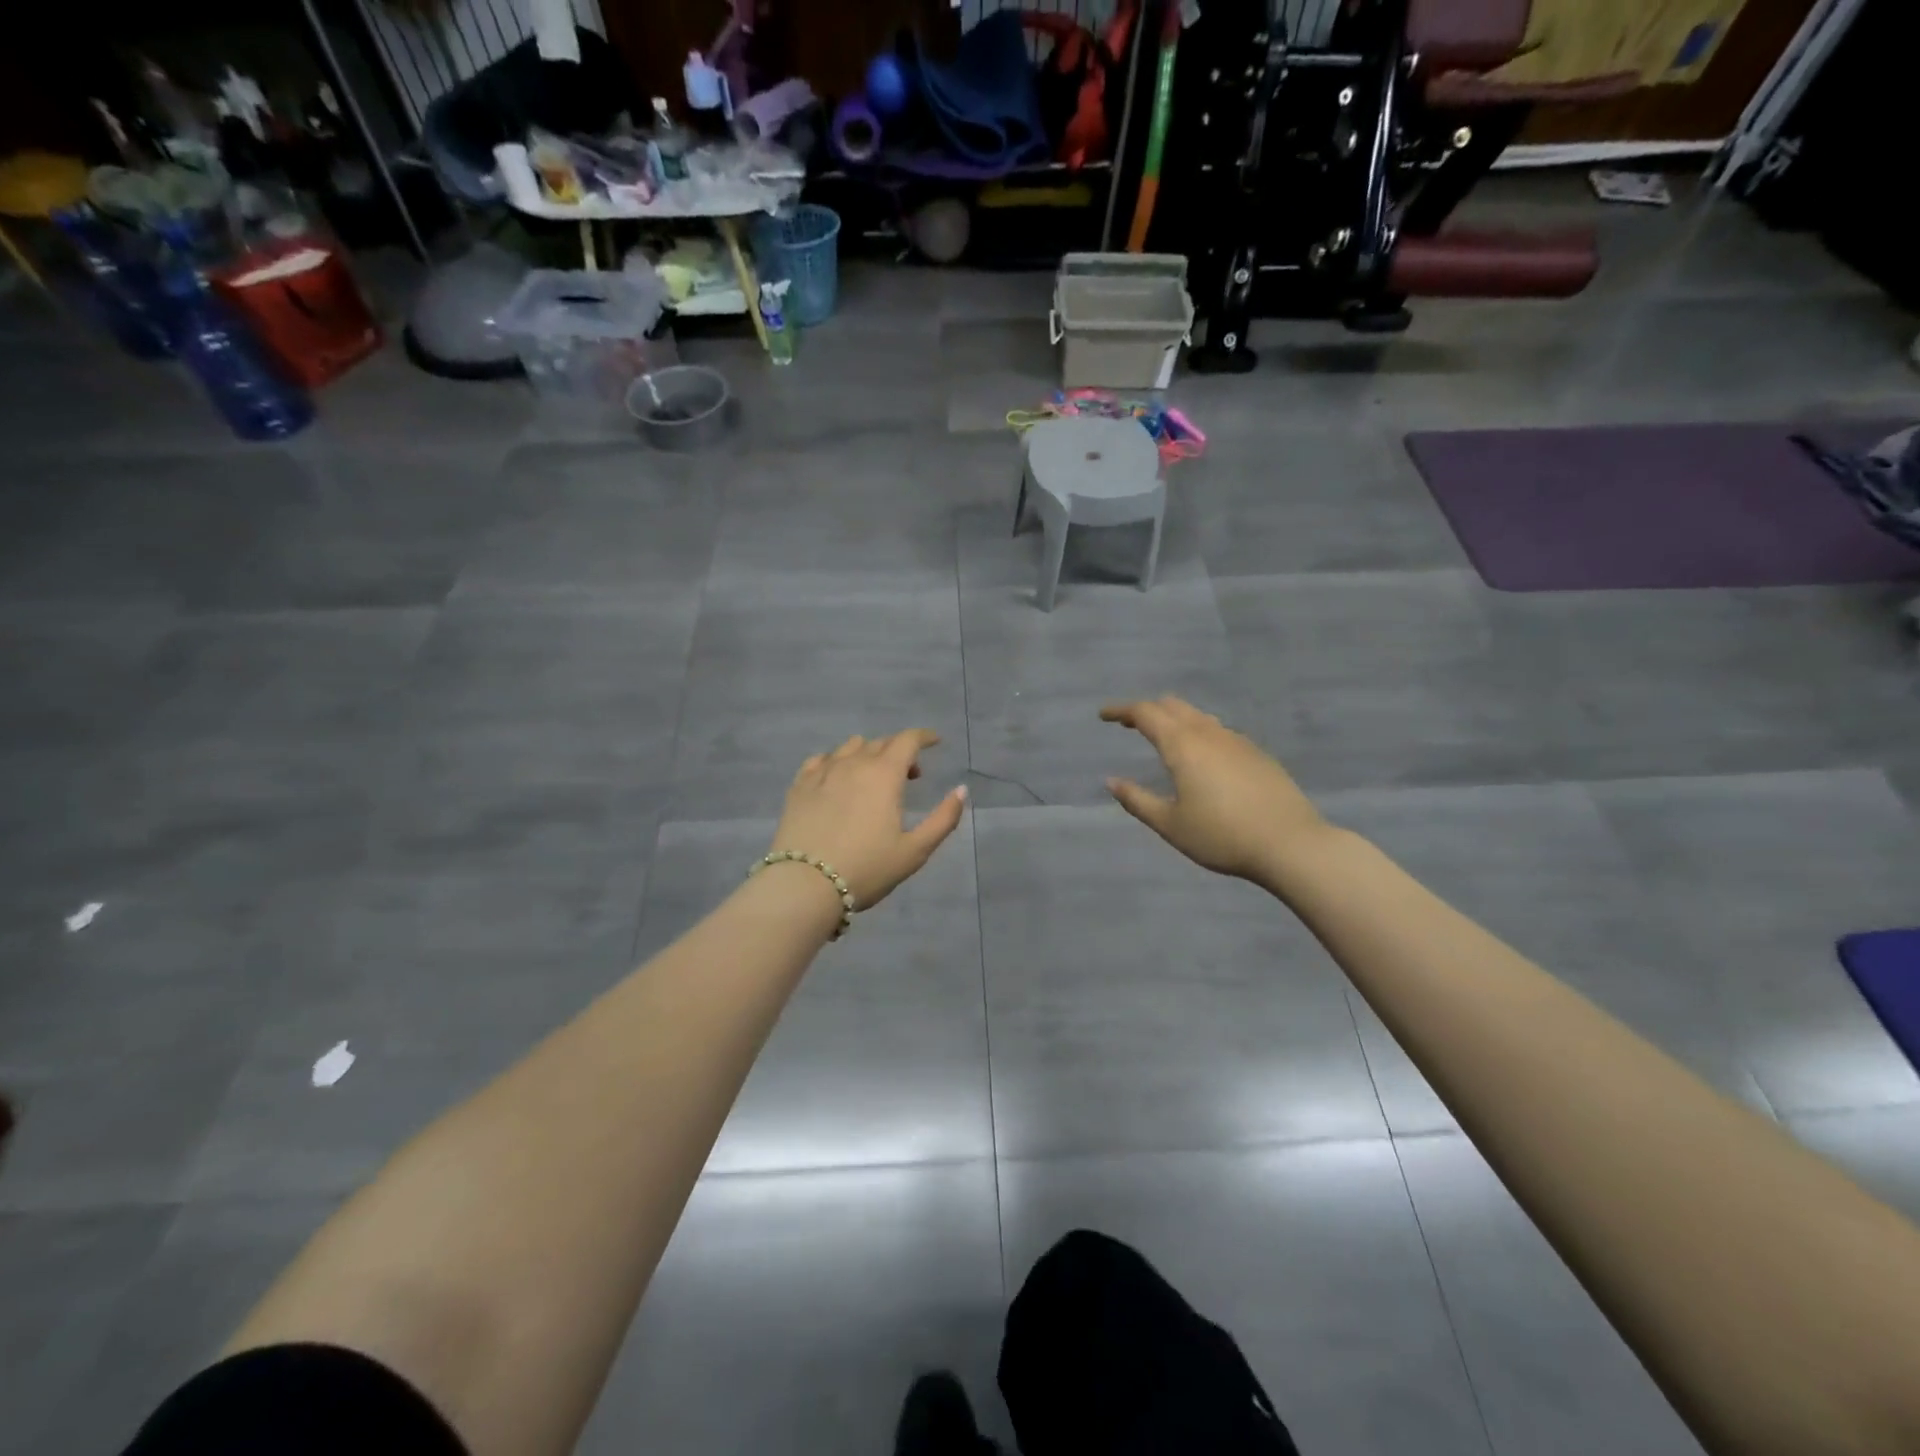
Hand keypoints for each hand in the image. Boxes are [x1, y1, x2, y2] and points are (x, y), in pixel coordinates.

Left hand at [771, 730, 967, 909]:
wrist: (805, 885)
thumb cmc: (867, 869)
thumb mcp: (915, 851)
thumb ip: (943, 819)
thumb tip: (961, 790)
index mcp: (884, 774)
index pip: (907, 740)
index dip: (924, 737)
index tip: (934, 742)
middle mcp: (853, 764)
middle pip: (880, 743)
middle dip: (899, 751)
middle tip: (909, 775)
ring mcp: (822, 773)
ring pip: (849, 747)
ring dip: (868, 754)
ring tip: (873, 776)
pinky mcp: (799, 786)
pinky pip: (820, 760)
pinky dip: (836, 762)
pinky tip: (837, 778)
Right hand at [1100, 697, 1330, 885]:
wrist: (1291, 844)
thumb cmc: (1222, 836)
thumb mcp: (1170, 825)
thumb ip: (1137, 800)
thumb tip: (1112, 781)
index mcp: (1182, 745)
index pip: (1145, 713)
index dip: (1121, 711)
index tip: (1103, 716)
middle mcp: (1208, 734)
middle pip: (1173, 706)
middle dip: (1148, 710)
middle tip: (1129, 724)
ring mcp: (1237, 741)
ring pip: (1198, 716)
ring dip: (1175, 720)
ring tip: (1163, 738)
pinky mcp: (1257, 754)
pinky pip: (1219, 731)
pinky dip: (1199, 733)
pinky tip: (1201, 758)